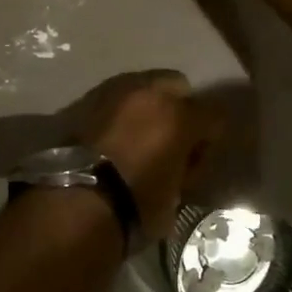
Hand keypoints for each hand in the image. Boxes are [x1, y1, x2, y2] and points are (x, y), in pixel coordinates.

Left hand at [76, 71, 224, 242]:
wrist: (76, 200)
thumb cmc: (135, 205)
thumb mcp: (175, 195)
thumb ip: (187, 168)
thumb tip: (183, 164)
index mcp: (179, 116)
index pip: (215, 114)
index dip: (210, 138)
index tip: (197, 159)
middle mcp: (150, 93)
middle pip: (178, 86)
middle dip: (180, 108)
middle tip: (169, 140)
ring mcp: (116, 90)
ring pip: (144, 86)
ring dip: (148, 105)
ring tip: (138, 135)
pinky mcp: (88, 98)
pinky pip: (116, 96)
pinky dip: (121, 110)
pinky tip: (114, 134)